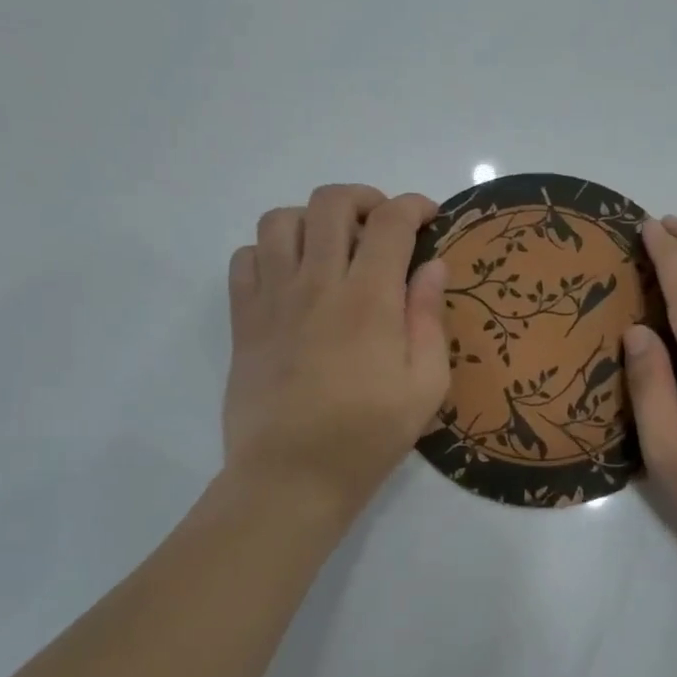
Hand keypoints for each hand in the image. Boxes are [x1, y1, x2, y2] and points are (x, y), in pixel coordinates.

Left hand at [224, 185, 449, 518]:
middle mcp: (317, 284)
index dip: (415, 206)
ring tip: (333, 247)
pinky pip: (245, 258)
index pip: (391, 222)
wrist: (291, 477)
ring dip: (313, 220)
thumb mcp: (425, 386)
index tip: (429, 218)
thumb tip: (432, 266)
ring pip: (281, 220)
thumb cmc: (368, 436)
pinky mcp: (243, 320)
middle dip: (365, 199)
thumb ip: (430, 318)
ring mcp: (273, 298)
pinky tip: (291, 278)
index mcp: (369, 299)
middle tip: (383, 227)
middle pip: (331, 203)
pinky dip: (269, 252)